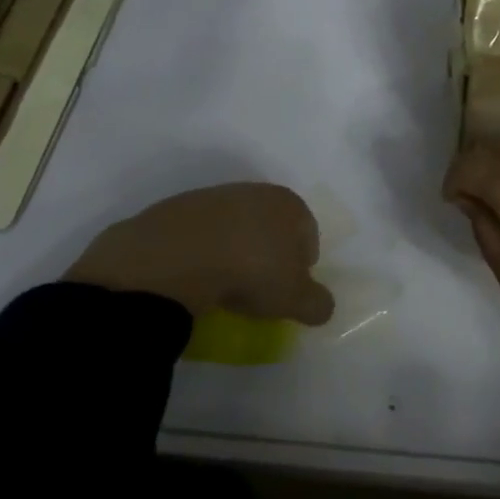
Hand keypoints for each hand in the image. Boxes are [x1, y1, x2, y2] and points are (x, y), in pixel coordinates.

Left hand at [67, 183, 334, 324]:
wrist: (177, 255)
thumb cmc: (251, 271)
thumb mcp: (295, 299)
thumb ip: (317, 303)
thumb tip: (322, 306)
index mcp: (290, 204)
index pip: (309, 235)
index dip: (303, 266)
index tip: (288, 292)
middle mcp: (256, 191)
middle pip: (272, 226)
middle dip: (269, 254)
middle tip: (258, 288)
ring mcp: (215, 196)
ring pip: (236, 227)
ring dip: (235, 251)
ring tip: (224, 284)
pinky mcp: (179, 207)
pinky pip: (202, 234)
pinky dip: (203, 251)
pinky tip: (196, 275)